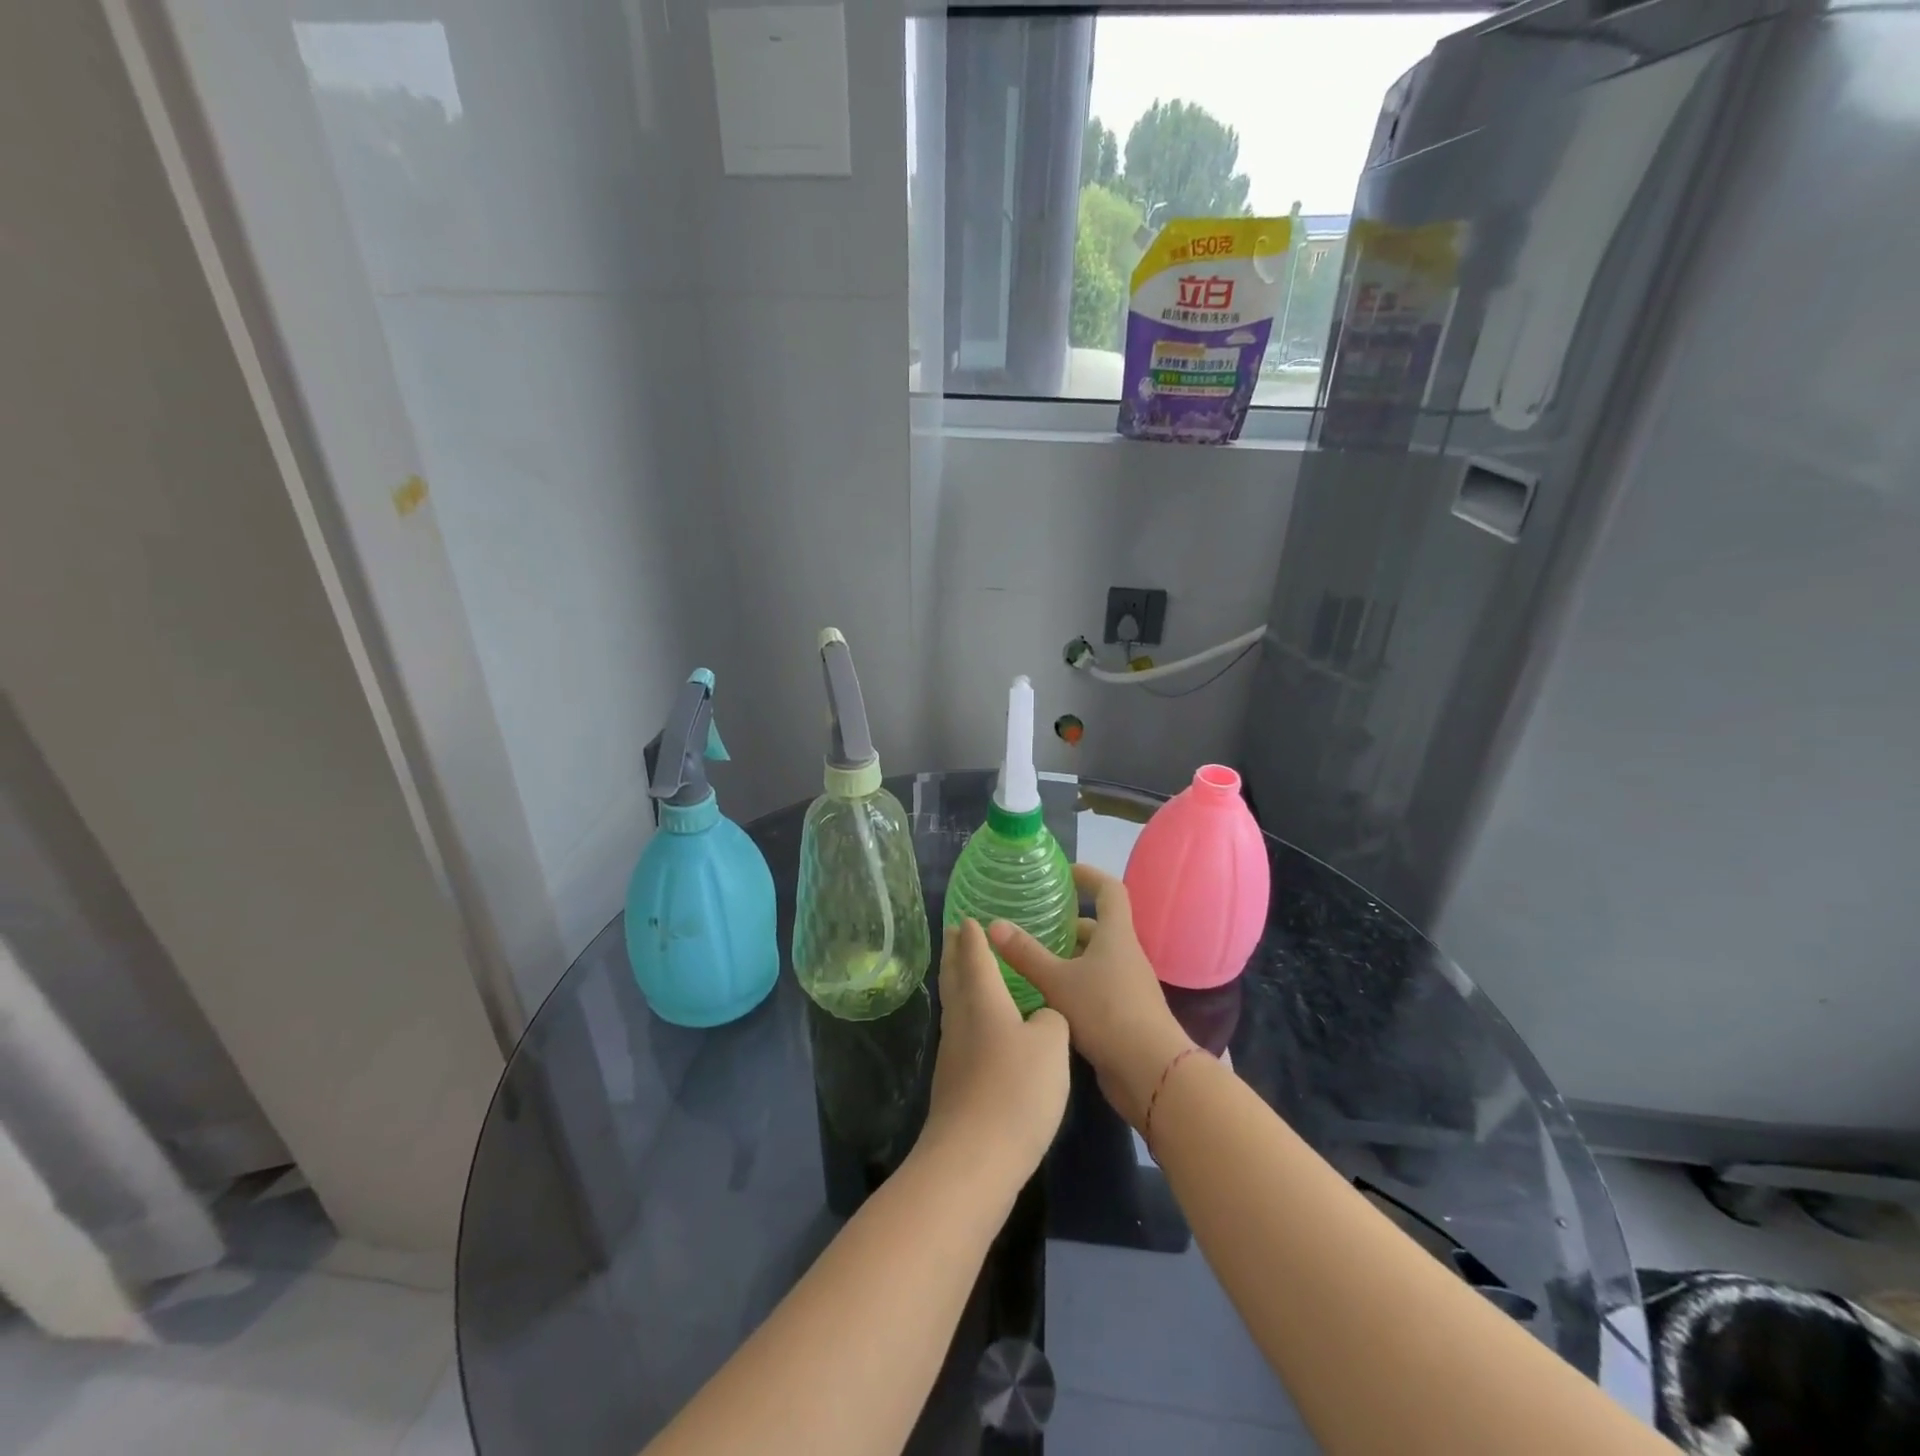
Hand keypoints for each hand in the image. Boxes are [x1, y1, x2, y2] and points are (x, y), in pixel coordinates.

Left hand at [918, 919, 1070, 1186]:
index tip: (967, 916)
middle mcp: (961, 1019)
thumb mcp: (1051, 1046)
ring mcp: (953, 1053)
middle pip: (953, 976)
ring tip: (967, 970)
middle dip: (954, 951)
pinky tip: (981, 1026)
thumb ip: (1051, 1019)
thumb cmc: (1015, 1090)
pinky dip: (966, 1014)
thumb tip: (1040, 1017)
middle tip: (954, 931)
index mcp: (982, 1000)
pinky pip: (960, 1031)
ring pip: (954, 1004)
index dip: (972, 935)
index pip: (974, 956)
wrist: (974, 1159)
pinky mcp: (954, 1083)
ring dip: (957, 981)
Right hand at [989, 864, 1194, 1129]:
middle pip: (1099, 928)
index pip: (1110, 890)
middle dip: (1069, 924)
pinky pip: (1097, 987)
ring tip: (1033, 961)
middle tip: (1035, 925)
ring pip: (1096, 960)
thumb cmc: (1106, 1012)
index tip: (1066, 873)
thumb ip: (1025, 953)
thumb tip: (993, 925)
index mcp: (1116, 936)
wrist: (1151, 1072)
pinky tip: (1048, 998)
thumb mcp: (1057, 980)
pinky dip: (1074, 984)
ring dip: (1069, 957)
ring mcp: (1128, 986)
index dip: (1090, 876)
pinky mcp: (1124, 1014)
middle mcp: (1126, 955)